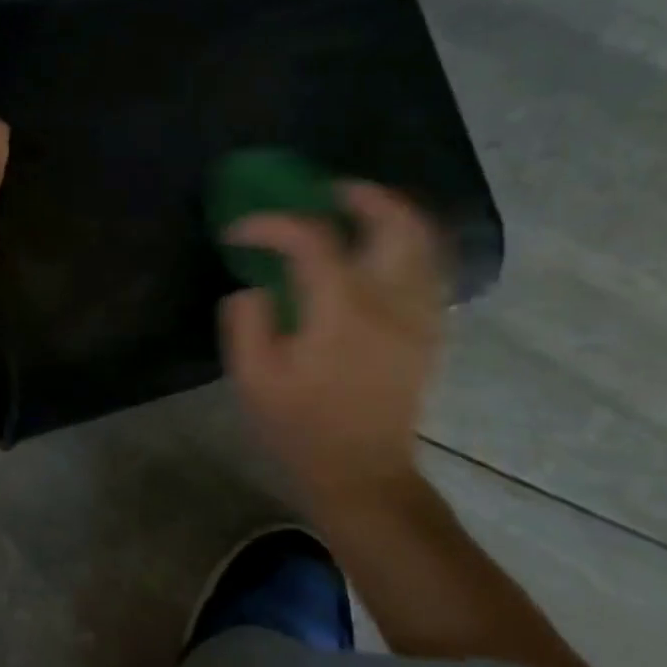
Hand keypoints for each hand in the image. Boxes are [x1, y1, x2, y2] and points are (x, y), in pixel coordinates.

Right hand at [220, 183, 447, 521]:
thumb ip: (246, 320)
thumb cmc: (301, 428)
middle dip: (359, 195)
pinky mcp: (429, 331)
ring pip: (422, 240)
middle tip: (324, 191)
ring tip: (353, 210)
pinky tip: (375, 251)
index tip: (238, 232)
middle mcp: (391, 301)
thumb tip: (254, 286)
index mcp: (342, 309)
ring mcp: (419, 315)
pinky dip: (405, 244)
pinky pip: (428, 267)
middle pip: (395, 222)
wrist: (362, 475)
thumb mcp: (253, 378)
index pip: (310, 238)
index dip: (270, 224)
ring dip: (389, 213)